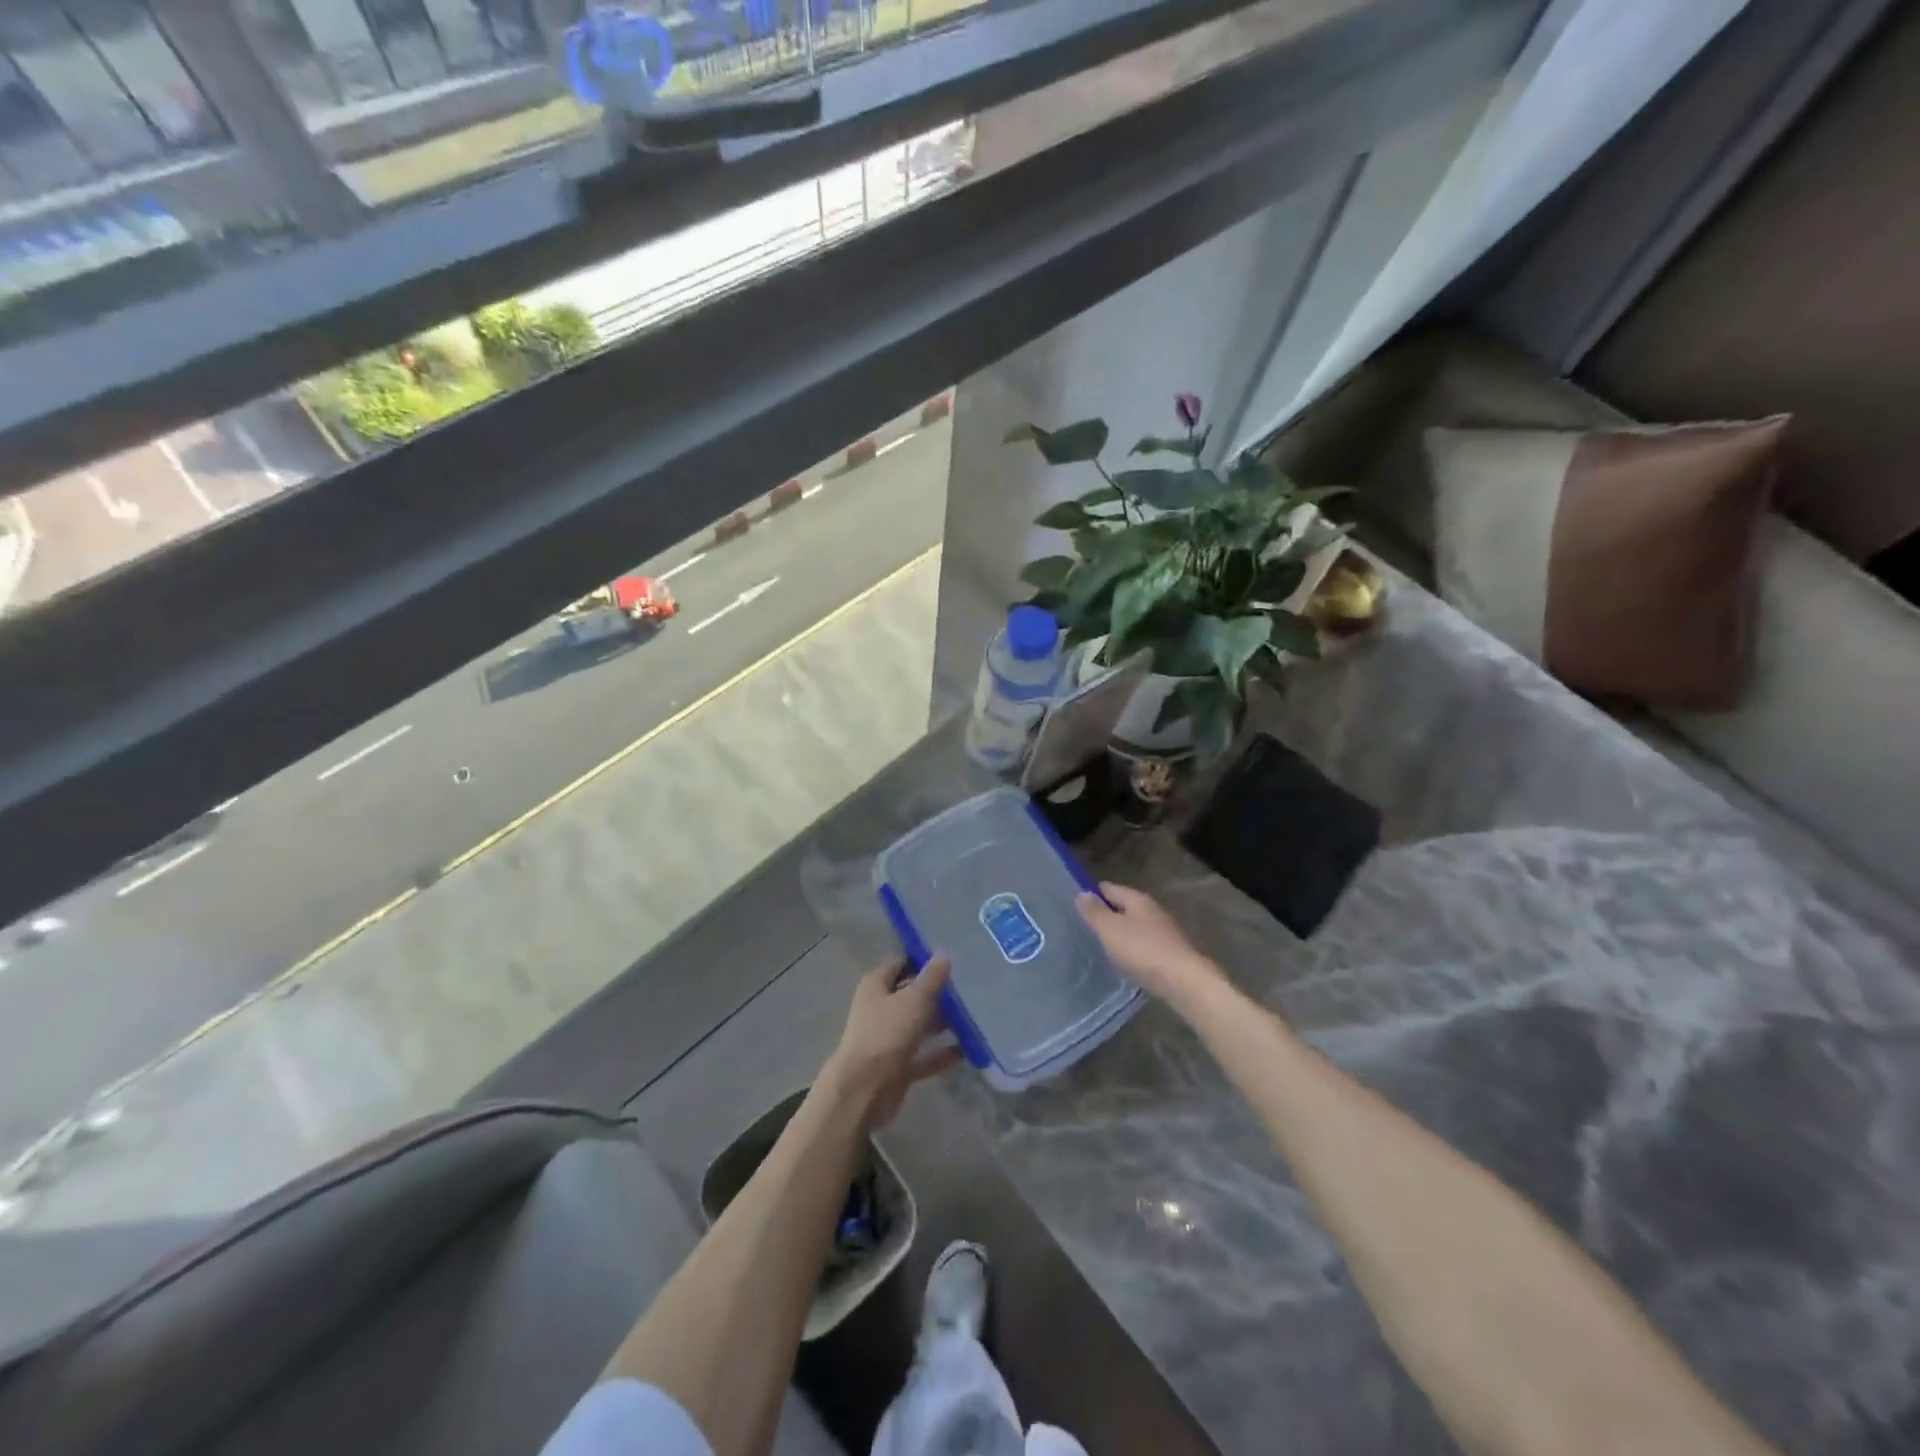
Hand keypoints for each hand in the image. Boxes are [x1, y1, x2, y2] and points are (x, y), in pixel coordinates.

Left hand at [822, 956, 964, 1128]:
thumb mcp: (914, 1000)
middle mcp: (879, 1009)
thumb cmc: (887, 1034)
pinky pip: (923, 1056)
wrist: (864, 1091)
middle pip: (911, 995)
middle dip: (937, 993)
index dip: (922, 960)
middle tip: (967, 990)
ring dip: (941, 1023)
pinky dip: (940, 1054)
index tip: (950, 960)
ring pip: (918, 1025)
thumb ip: (931, 978)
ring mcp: (888, 1039)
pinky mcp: (897, 1067)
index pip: (900, 963)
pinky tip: (966, 1051)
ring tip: (972, 1018)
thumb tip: (943, 955)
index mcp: (876, 986)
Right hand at [1077, 882, 1229, 1009]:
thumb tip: (1083, 893)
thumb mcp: (1110, 929)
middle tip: (1084, 930)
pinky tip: (1125, 963)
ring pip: (1135, 927)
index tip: (1074, 907)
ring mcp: (1165, 932)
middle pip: (1123, 907)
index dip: (1092, 894)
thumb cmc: (1143, 950)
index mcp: (1138, 899)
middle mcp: (1153, 911)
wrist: (1184, 982)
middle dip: (1106, 916)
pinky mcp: (1171, 953)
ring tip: (1101, 948)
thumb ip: (1095, 912)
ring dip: (1120, 935)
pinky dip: (1133, 950)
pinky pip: (1145, 946)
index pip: (1109, 888)